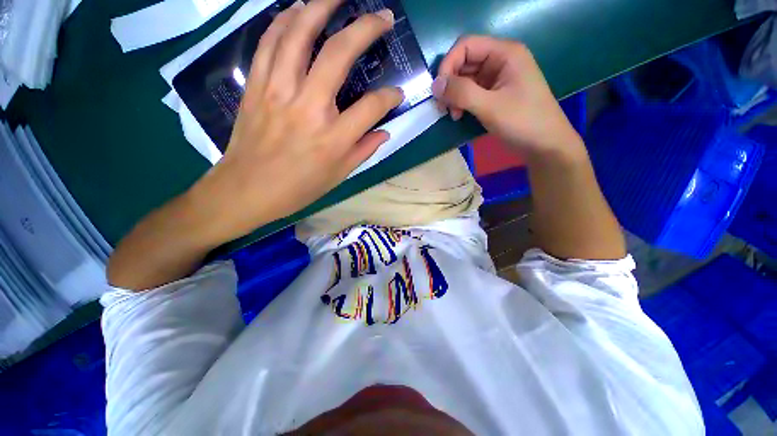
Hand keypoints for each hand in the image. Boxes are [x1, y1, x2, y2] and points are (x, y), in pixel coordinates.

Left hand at [192, 0, 402, 243]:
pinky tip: (296, 10)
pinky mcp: (256, 86)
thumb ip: (364, 150)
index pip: (372, 107)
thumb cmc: (298, 188)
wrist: (247, 189)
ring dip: (321, 7)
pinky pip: (269, 43)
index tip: (397, 94)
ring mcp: (278, 91)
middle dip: (366, 29)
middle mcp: (308, 108)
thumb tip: (384, 132)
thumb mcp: (338, 176)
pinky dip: (283, 21)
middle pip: (339, 55)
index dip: (390, 97)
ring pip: (299, 35)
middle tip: (383, 16)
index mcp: (333, 138)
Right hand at [432, 36, 581, 157]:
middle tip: (443, 108)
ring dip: (454, 96)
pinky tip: (459, 115)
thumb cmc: (523, 122)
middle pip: (464, 62)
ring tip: (454, 115)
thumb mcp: (490, 106)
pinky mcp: (494, 94)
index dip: (448, 65)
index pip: (466, 45)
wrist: (544, 144)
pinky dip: (461, 102)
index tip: (439, 92)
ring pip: (465, 79)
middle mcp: (499, 61)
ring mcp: (497, 78)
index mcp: (504, 53)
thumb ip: (462, 93)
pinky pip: (470, 92)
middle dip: (450, 84)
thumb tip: (435, 85)